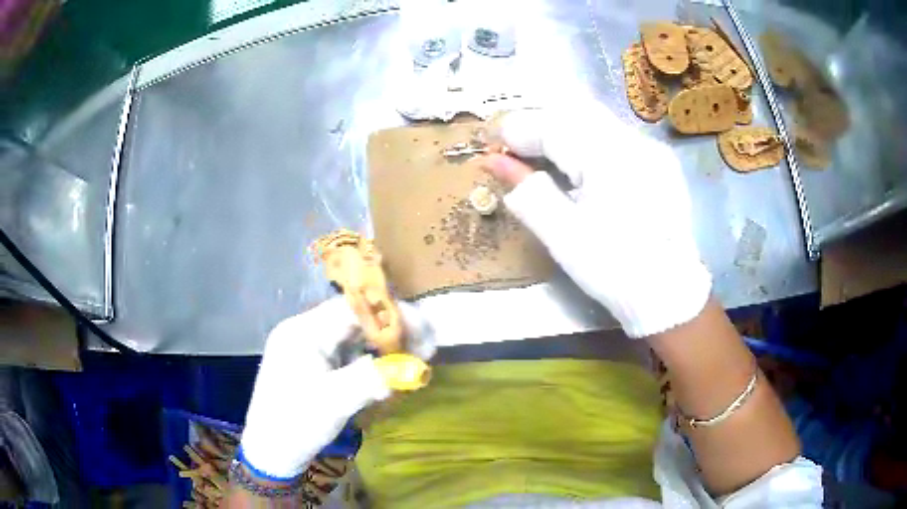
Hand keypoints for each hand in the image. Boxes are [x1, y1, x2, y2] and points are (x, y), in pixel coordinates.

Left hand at [238, 297, 434, 480]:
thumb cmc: (295, 423)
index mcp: (303, 331)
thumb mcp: (335, 401)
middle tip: (424, 348)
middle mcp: (305, 331)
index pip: (352, 308)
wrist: (270, 451)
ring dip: (382, 346)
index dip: (390, 314)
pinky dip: (369, 360)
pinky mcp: (313, 365)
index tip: (423, 330)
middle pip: (354, 319)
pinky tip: (386, 372)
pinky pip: (346, 354)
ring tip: (411, 360)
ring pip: (353, 337)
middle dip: (390, 331)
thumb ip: (372, 379)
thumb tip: (413, 367)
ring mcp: (308, 348)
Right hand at [480, 101, 710, 337]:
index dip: (518, 130)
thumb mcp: (563, 236)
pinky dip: (588, 140)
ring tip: (543, 154)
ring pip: (597, 120)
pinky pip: (616, 135)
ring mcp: (651, 149)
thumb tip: (494, 161)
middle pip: (575, 112)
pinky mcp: (660, 162)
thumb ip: (528, 192)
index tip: (492, 143)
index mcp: (608, 158)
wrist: (669, 294)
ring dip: (564, 130)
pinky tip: (581, 164)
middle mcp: (633, 141)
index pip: (552, 126)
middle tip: (516, 148)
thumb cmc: (613, 269)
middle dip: (540, 125)